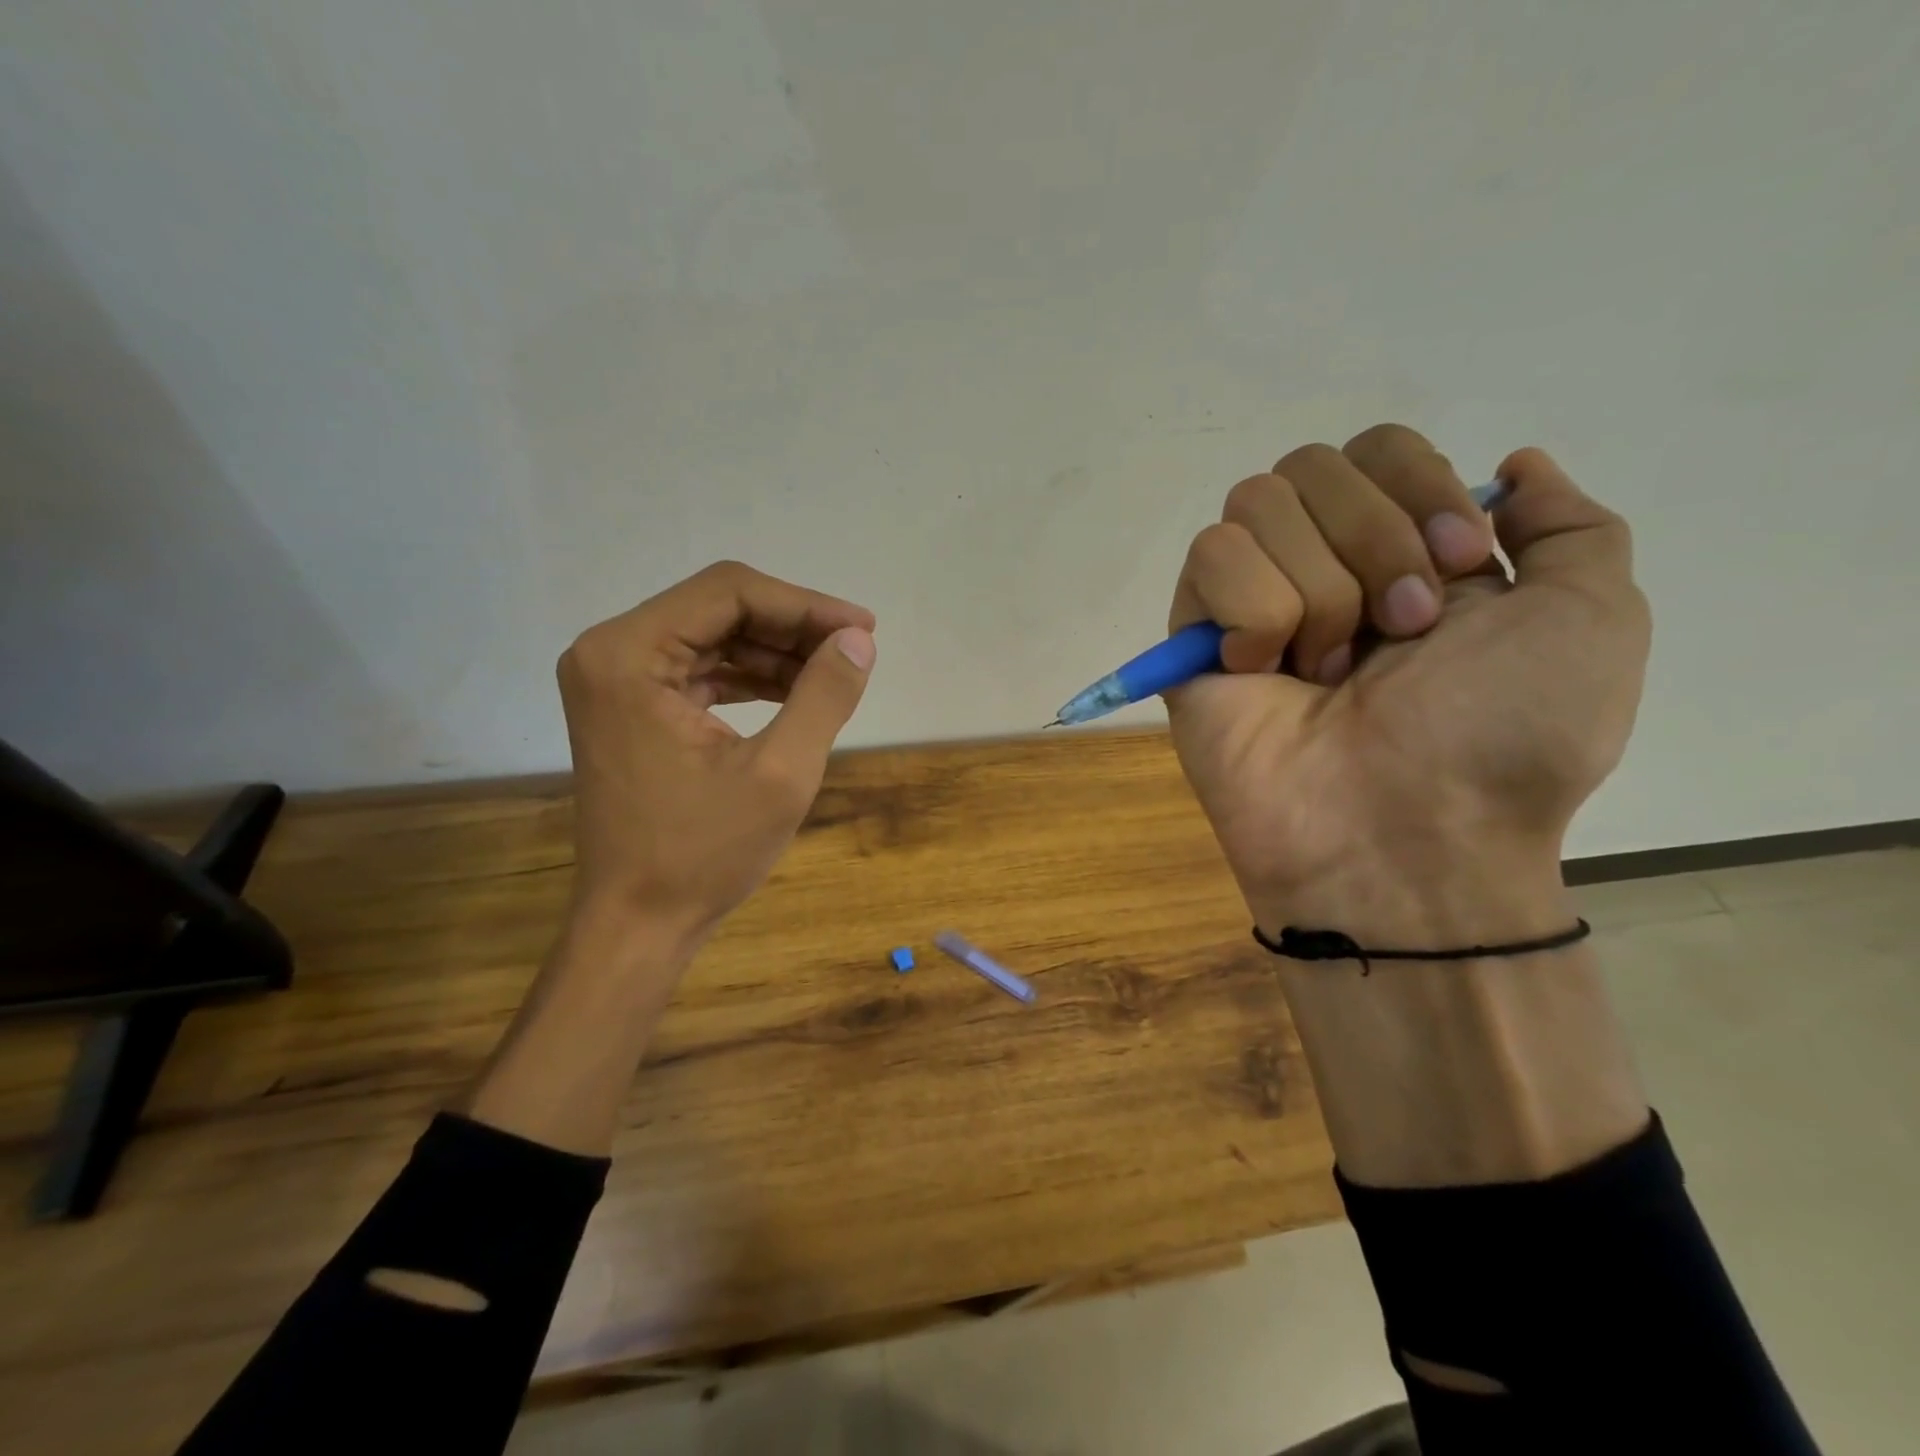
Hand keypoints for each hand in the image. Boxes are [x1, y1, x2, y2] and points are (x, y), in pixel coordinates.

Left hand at [557, 560, 876, 949]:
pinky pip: (699, 670)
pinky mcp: (629, 707)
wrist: (638, 925)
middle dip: (792, 627)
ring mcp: (615, 680)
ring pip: (713, 636)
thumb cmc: (703, 854)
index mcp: (628, 654)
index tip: (863, 629)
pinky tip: (794, 693)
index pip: (729, 593)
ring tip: (833, 674)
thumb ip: (824, 695)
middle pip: (718, 608)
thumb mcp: (781, 773)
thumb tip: (859, 640)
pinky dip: (749, 677)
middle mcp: (609, 652)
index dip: (804, 605)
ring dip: (775, 651)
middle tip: (854, 650)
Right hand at [1166, 425, 1650, 939]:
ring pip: (1255, 505)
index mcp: (1404, 553)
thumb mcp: (1590, 620)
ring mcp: (1250, 601)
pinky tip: (1264, 673)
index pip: (1377, 447)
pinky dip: (1253, 612)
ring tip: (1330, 672)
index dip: (1416, 486)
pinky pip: (1209, 559)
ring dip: (1318, 589)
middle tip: (1399, 636)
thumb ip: (1568, 526)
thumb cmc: (1502, 739)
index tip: (1456, 565)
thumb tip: (1514, 465)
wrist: (1407, 838)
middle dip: (1371, 541)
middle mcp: (1322, 565)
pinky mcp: (1193, 637)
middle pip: (1312, 464)